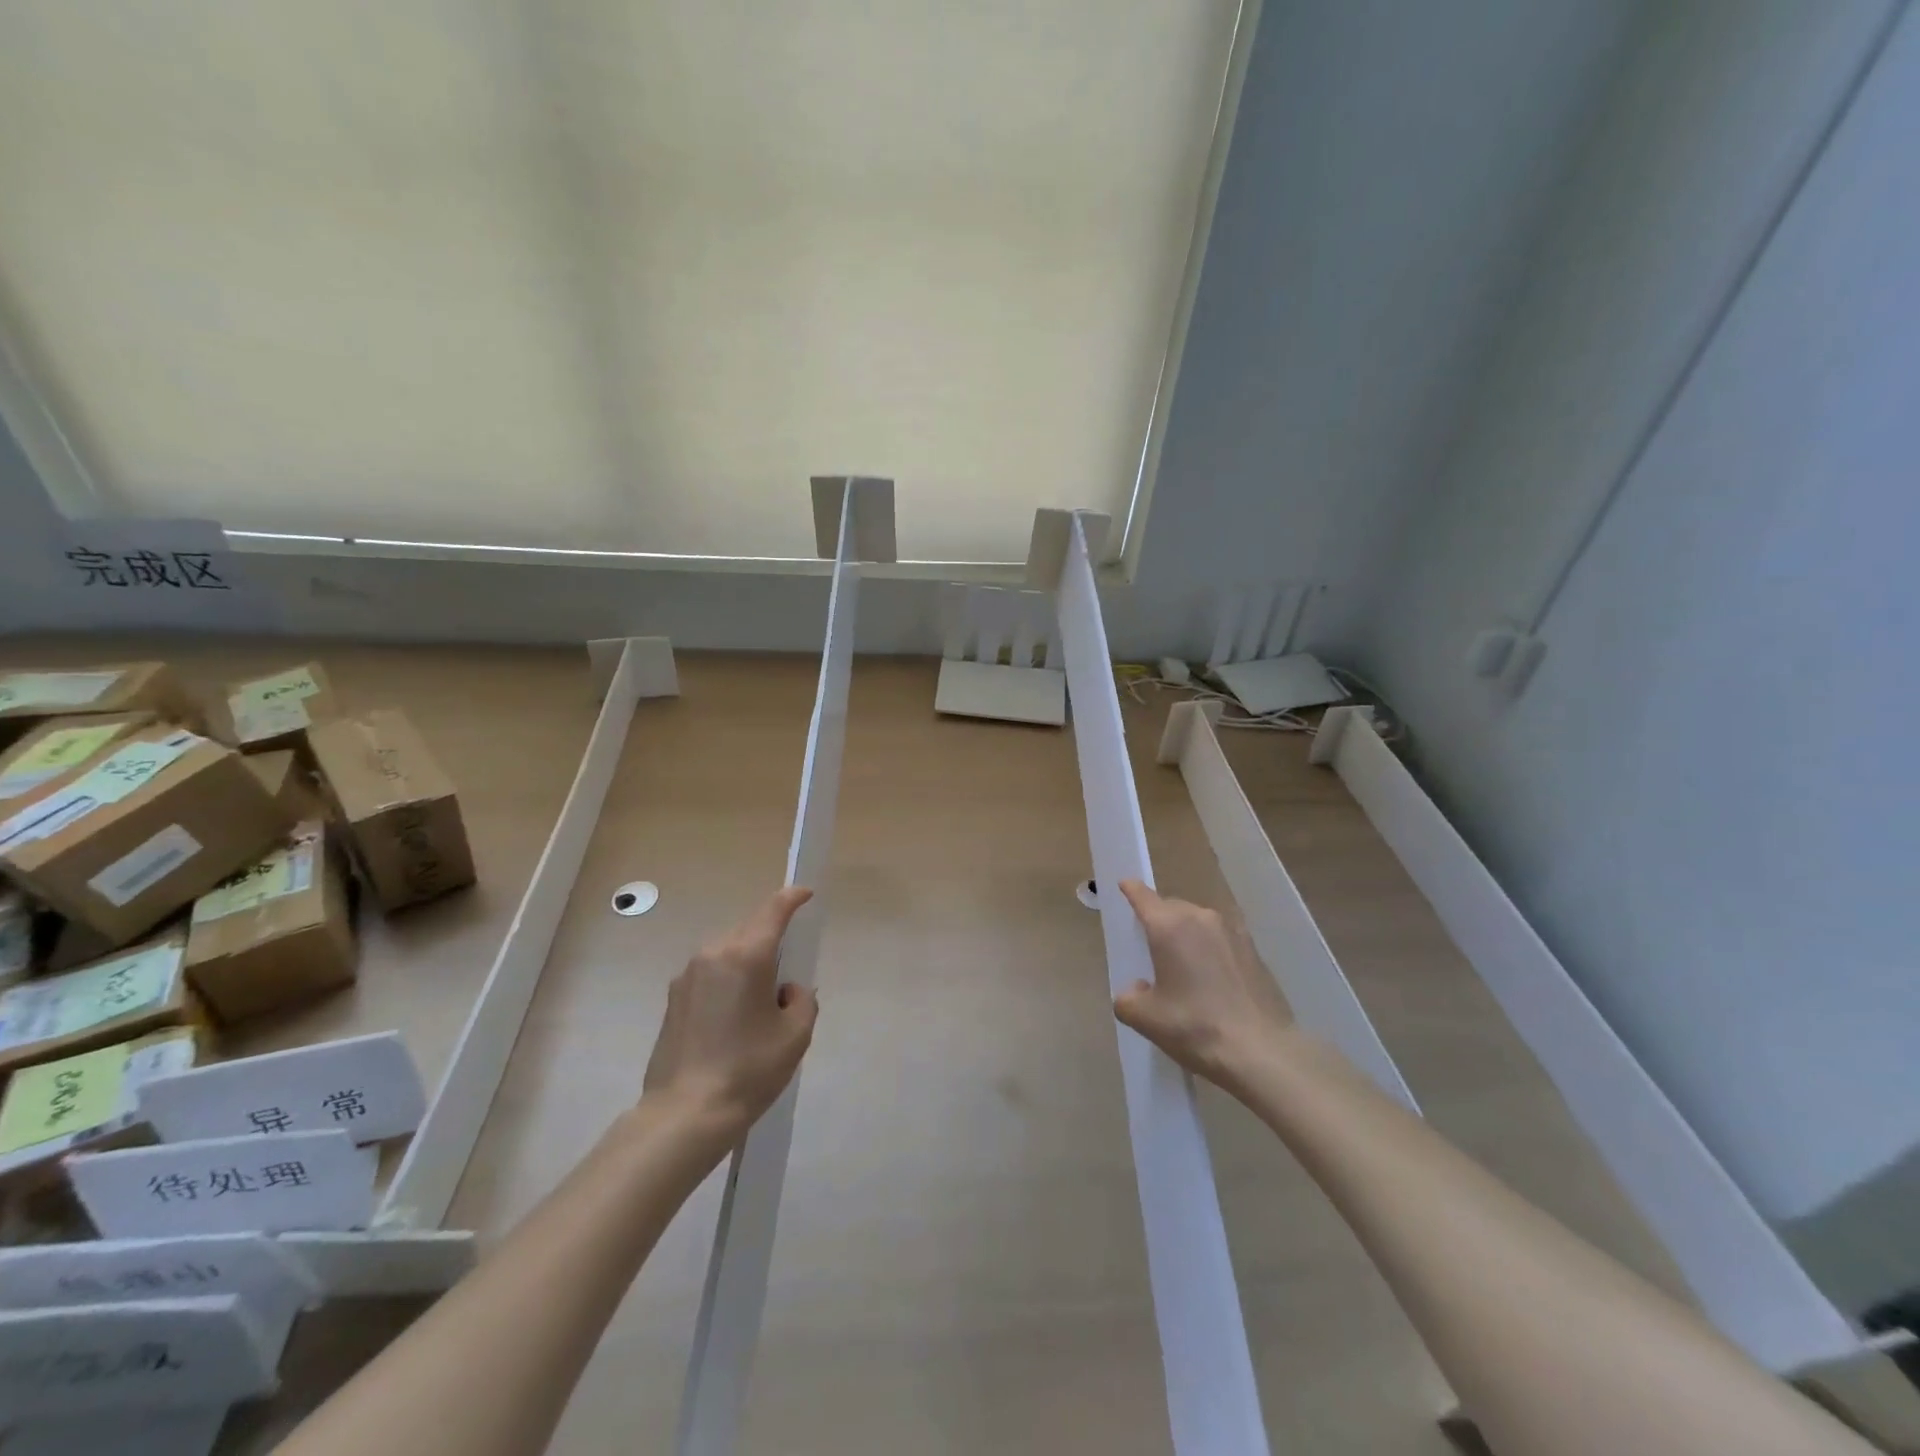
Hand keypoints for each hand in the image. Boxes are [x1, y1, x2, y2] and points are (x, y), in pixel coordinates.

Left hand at [642, 886, 819, 1135]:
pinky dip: (727, 979)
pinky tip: (733, 1015)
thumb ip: (801, 999)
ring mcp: (687, 975)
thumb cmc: (748, 1070)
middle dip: (771, 936)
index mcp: (746, 956)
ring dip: (747, 959)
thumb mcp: (795, 1035)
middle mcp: (713, 954)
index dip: (792, 898)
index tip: (806, 895)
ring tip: (760, 998)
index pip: (773, 911)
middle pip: (749, 929)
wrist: (685, 1114)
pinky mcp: (673, 998)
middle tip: (788, 966)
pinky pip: (710, 973)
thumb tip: (785, 991)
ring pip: (727, 950)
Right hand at [1113, 879, 1291, 1086]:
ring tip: (1182, 964)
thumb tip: (1136, 989)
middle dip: (1158, 919)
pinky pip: (1220, 938)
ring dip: (1186, 934)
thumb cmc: (1196, 1028)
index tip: (1124, 885)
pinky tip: (1211, 976)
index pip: (1143, 896)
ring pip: (1198, 922)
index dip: (1130, 889)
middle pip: (1171, 908)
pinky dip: (1210, 948)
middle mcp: (1201, 918)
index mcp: (1169, 926)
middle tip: (1149, 945)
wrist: (1262, 1052)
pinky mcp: (1254, 950)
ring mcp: (1232, 931)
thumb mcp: (1146, 1019)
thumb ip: (1127, 999)